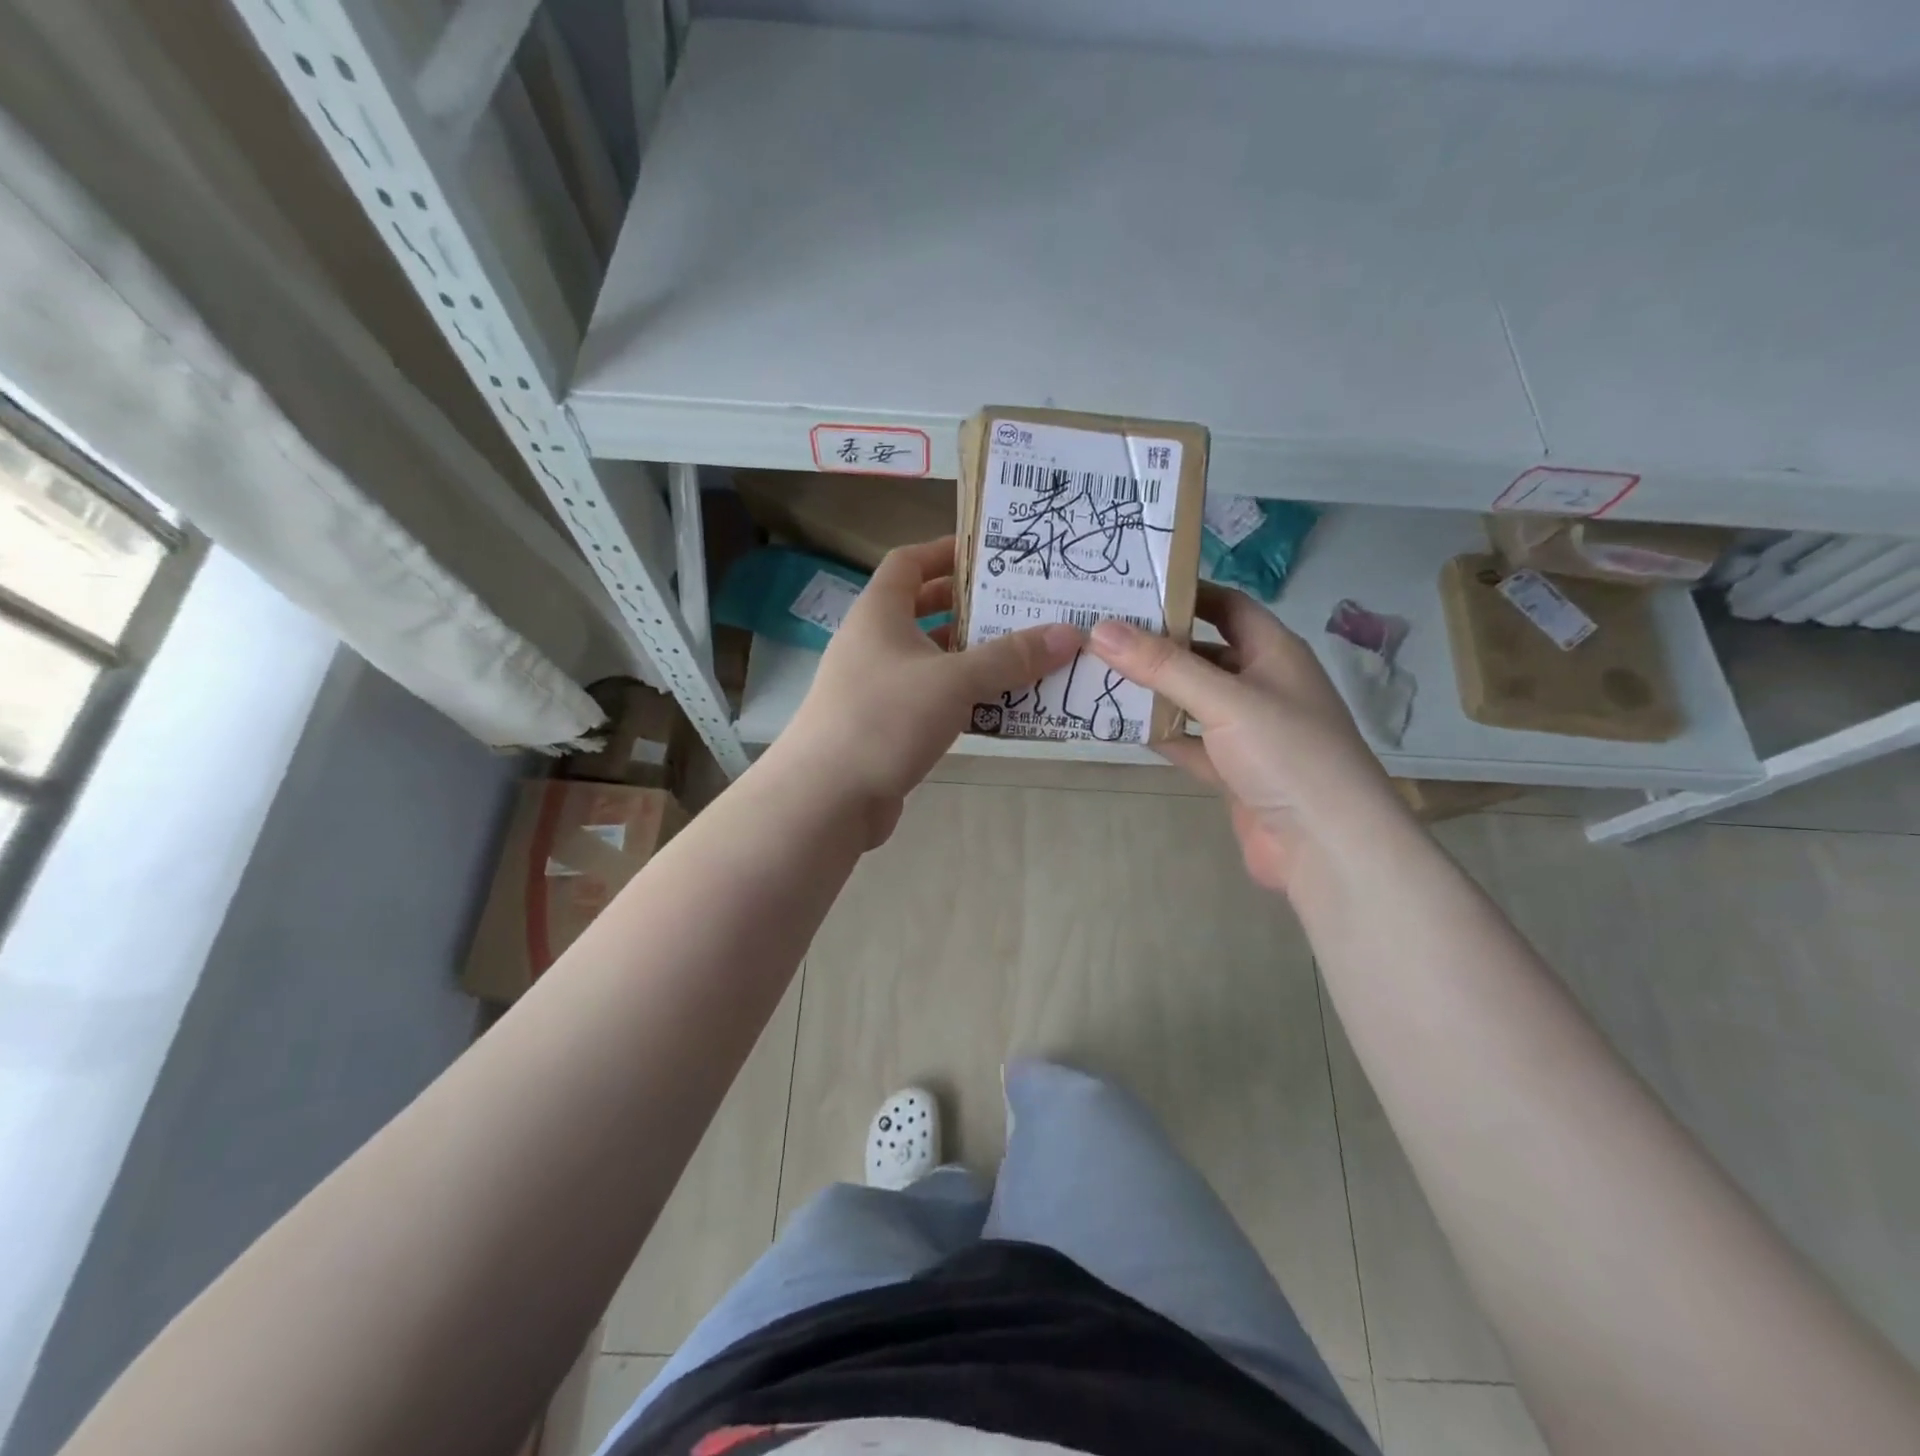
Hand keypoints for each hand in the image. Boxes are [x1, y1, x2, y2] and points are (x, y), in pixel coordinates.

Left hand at [781, 538, 1080, 843]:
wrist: (826, 799)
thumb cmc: (885, 719)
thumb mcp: (954, 681)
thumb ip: (1011, 657)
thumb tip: (1069, 633)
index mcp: (879, 614)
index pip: (909, 562)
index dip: (946, 552)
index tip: (991, 555)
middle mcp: (874, 644)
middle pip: (925, 611)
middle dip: (971, 609)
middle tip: (1022, 608)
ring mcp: (877, 688)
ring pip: (933, 661)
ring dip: (974, 659)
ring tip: (1027, 657)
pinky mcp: (885, 728)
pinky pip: (932, 701)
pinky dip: (963, 699)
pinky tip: (1001, 709)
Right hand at [1087, 584, 1408, 891]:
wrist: (1327, 847)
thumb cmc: (1287, 754)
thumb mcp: (1225, 700)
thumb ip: (1163, 665)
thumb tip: (1101, 629)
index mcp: (1275, 652)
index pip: (1227, 606)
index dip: (1184, 593)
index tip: (1130, 587)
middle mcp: (1262, 685)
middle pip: (1204, 652)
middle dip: (1157, 644)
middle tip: (1100, 632)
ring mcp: (1249, 731)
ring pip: (1192, 700)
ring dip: (1154, 691)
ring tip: (1097, 673)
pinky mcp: (1234, 771)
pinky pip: (1190, 742)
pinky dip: (1161, 734)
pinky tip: (1121, 727)